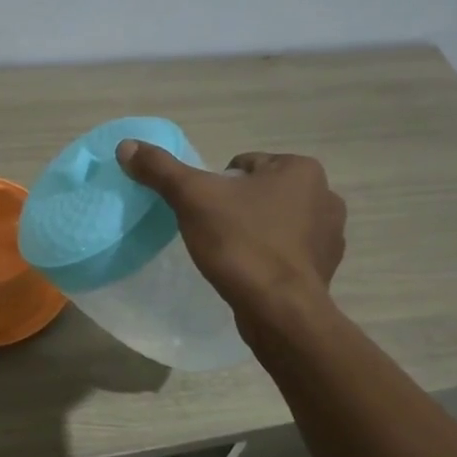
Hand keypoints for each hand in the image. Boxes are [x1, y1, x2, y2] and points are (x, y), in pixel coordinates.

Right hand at [116, 142, 346, 319]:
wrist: (279, 310)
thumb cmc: (240, 243)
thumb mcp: (192, 198)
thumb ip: (160, 169)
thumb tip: (126, 146)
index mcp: (301, 169)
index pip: (244, 165)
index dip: (216, 187)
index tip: (205, 212)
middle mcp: (325, 195)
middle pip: (260, 192)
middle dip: (238, 208)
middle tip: (214, 233)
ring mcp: (330, 235)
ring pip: (275, 222)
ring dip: (255, 232)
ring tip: (231, 255)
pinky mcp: (325, 269)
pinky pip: (288, 252)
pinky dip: (269, 258)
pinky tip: (250, 274)